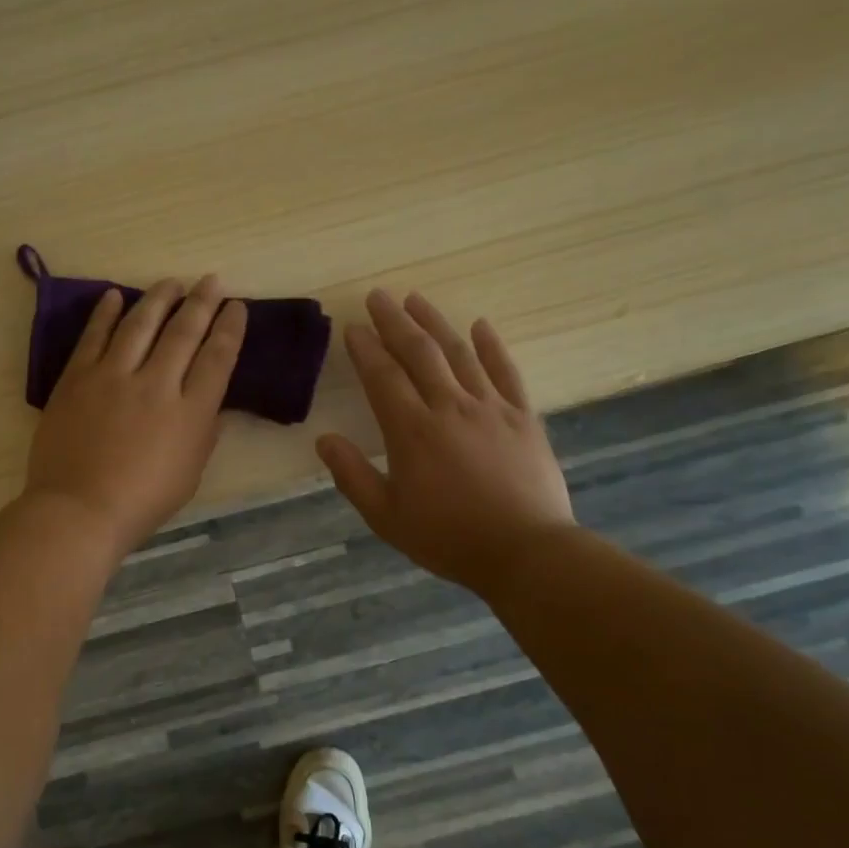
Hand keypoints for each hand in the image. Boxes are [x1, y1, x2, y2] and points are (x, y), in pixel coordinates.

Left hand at [23, 276, 247, 558]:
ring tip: (170, 283)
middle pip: (184, 332)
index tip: (236, 307)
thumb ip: (204, 434)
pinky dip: (105, 313)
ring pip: (140, 324)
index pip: (218, 358)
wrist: (79, 510)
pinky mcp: (77, 378)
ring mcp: (113, 377)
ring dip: (158, 299)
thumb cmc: (142, 502)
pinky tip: (114, 295)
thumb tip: (213, 406)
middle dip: (202, 302)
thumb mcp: (190, 474)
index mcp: (190, 412)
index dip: (230, 328)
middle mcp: (156, 384)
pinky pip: (94, 336)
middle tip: (211, 281)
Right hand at [317, 289, 575, 593]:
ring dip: (435, 323)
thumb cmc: (447, 537)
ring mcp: (491, 408)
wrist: (524, 551)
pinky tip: (480, 326)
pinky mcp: (523, 417)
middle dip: (395, 321)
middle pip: (419, 352)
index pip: (382, 376)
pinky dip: (491, 346)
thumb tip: (324, 440)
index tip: (353, 327)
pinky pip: (505, 371)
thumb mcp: (386, 516)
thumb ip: (352, 475)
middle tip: (378, 296)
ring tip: (416, 299)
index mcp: (412, 431)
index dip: (365, 349)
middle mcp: (450, 407)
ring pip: (459, 353)